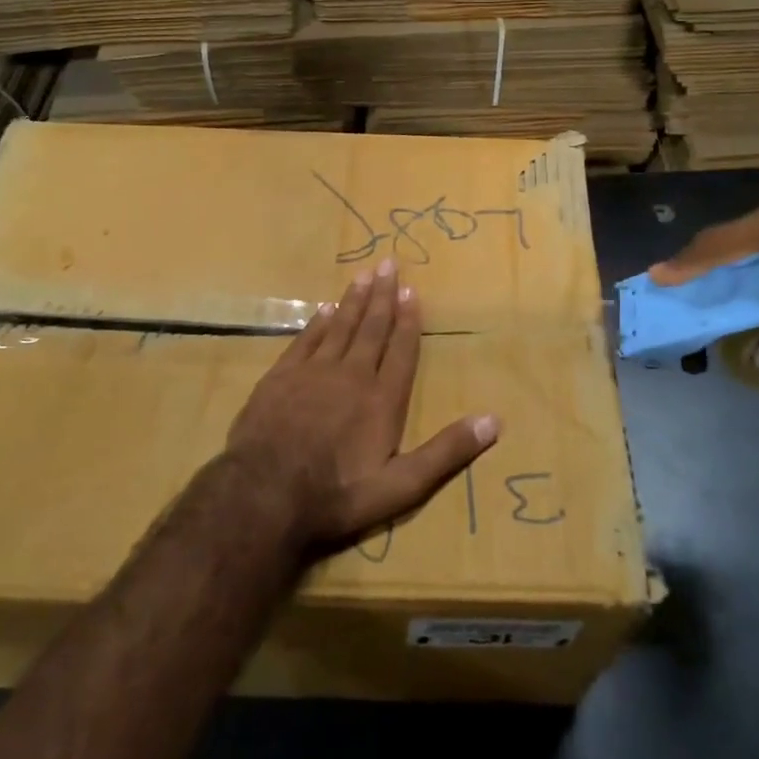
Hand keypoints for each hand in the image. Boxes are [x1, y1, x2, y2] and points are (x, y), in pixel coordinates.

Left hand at [226, 261, 499, 551]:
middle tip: (388, 264)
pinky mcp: (281, 376)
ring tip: (363, 275)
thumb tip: (494, 421)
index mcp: (382, 399)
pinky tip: (324, 309)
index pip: (401, 350)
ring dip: (353, 300)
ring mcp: (313, 372)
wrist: (264, 493)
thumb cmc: (337, 493)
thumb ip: (446, 452)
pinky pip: (306, 339)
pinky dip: (317, 322)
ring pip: (339, 326)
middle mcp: (352, 375)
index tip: (411, 291)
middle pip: (371, 328)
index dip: (408, 321)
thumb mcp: (401, 486)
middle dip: (382, 296)